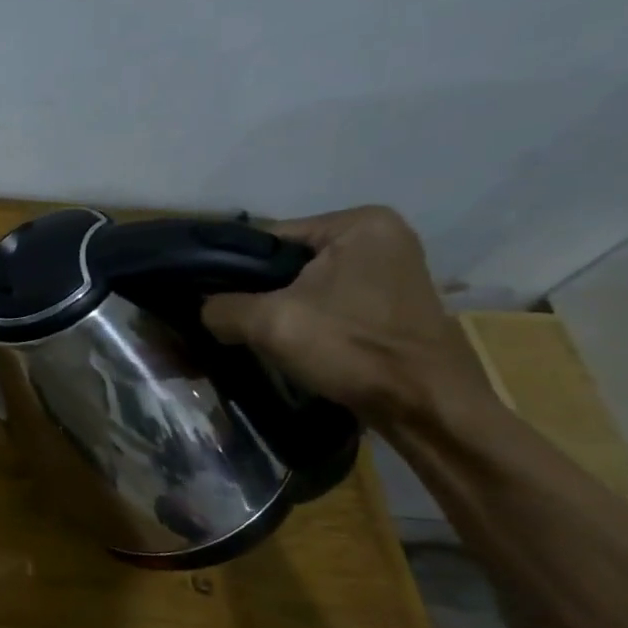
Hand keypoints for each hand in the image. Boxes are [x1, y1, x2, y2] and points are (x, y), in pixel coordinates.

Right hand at [200, 207, 494, 429]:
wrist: (424, 405)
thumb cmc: (352, 349)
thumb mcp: (269, 323)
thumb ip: (221, 307)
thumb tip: (203, 310)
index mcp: (357, 223)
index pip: (268, 239)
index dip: (232, 271)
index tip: (209, 301)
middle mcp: (379, 235)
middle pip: (287, 262)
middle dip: (258, 292)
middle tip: (230, 323)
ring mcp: (390, 269)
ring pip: (306, 284)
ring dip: (279, 308)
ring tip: (254, 335)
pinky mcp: (391, 302)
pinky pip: (329, 301)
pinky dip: (306, 319)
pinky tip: (289, 342)